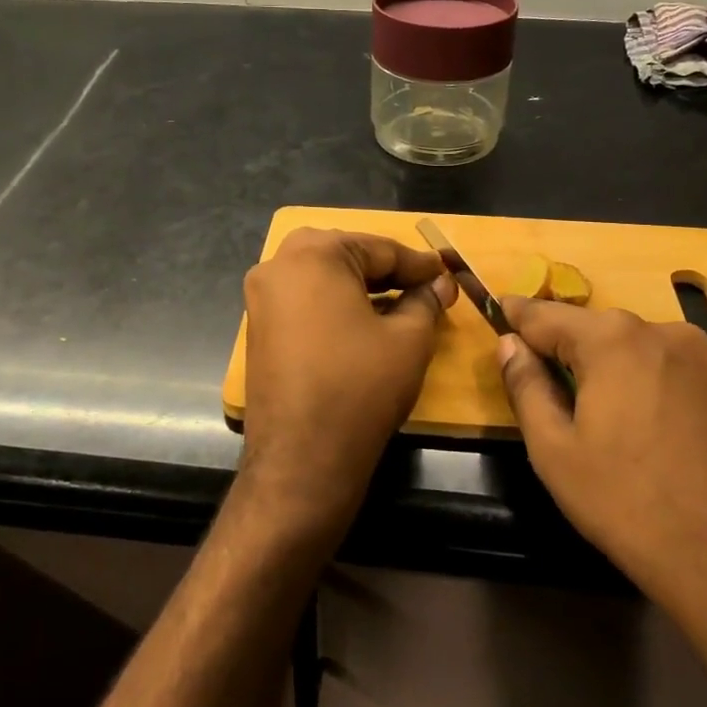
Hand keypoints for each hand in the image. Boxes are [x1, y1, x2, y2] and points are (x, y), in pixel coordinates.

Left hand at [238, 229, 455, 538]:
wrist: (302, 457)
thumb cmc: (361, 387)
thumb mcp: (409, 339)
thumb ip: (425, 300)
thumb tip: (439, 283)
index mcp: (313, 254)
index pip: (379, 248)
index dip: (419, 264)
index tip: (448, 273)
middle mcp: (277, 265)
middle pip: (346, 256)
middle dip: (387, 271)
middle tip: (424, 287)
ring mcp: (261, 298)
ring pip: (322, 278)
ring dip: (361, 288)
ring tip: (401, 305)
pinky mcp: (258, 328)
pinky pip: (304, 302)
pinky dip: (335, 306)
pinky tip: (364, 323)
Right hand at [495, 298, 706, 659]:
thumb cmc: (632, 507)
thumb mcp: (556, 452)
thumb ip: (526, 387)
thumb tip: (510, 345)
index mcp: (613, 340)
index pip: (546, 315)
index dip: (515, 317)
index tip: (496, 312)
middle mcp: (664, 333)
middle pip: (595, 330)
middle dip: (564, 348)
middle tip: (540, 380)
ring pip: (636, 352)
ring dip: (608, 370)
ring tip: (595, 417)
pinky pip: (672, 374)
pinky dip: (647, 388)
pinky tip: (647, 435)